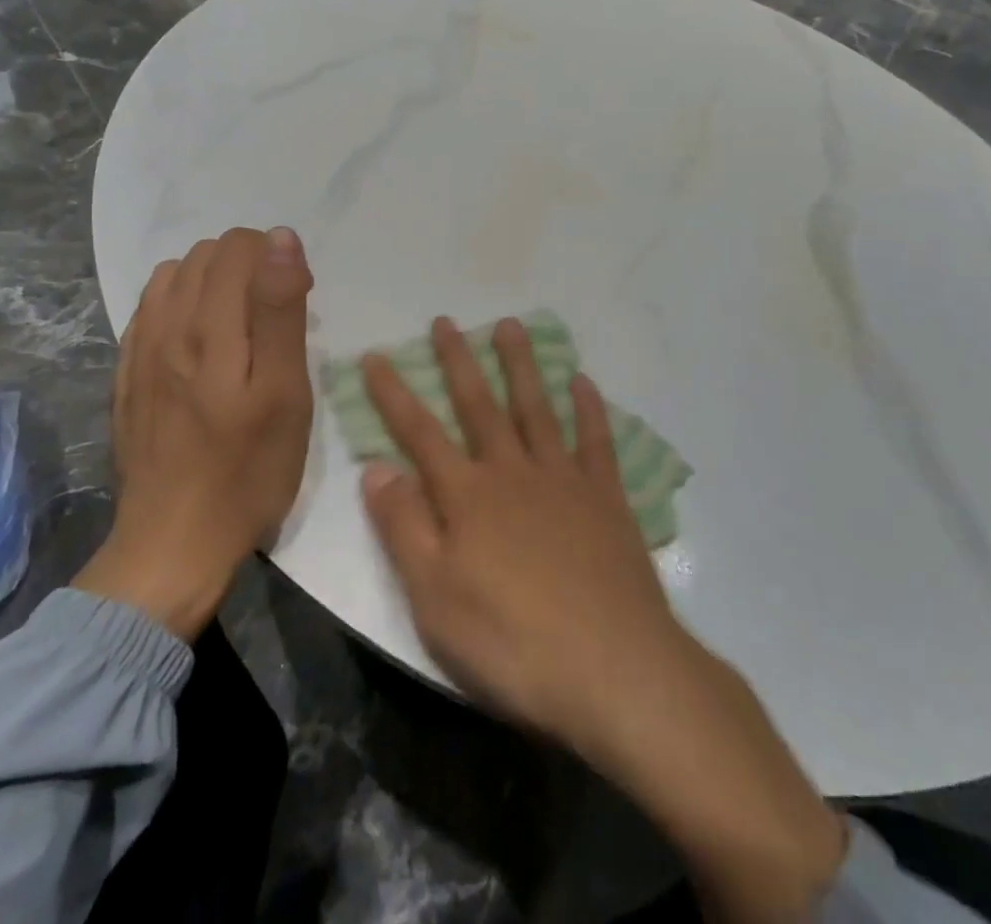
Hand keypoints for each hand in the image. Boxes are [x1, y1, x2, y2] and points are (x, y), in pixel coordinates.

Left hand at [74, 227, 313, 639]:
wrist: (174, 542)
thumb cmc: (248, 470)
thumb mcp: (285, 392)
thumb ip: (280, 310)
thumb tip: (281, 239)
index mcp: (210, 327)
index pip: (239, 247)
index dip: (277, 259)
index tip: (299, 299)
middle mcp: (166, 325)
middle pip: (206, 254)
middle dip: (248, 266)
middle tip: (274, 316)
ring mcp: (139, 350)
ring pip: (174, 276)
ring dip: (213, 282)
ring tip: (240, 324)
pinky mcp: (126, 374)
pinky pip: (150, 309)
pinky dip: (181, 304)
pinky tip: (201, 341)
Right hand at [362, 316, 846, 921]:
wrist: (614, 670)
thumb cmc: (512, 642)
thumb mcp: (434, 598)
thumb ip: (404, 528)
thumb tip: (376, 468)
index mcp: (468, 496)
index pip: (419, 434)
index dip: (394, 394)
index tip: (376, 355)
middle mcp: (513, 473)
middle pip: (479, 406)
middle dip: (458, 362)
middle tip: (445, 320)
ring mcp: (564, 480)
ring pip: (536, 408)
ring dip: (521, 365)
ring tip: (510, 325)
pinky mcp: (607, 499)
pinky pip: (596, 441)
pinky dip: (589, 408)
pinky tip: (584, 381)